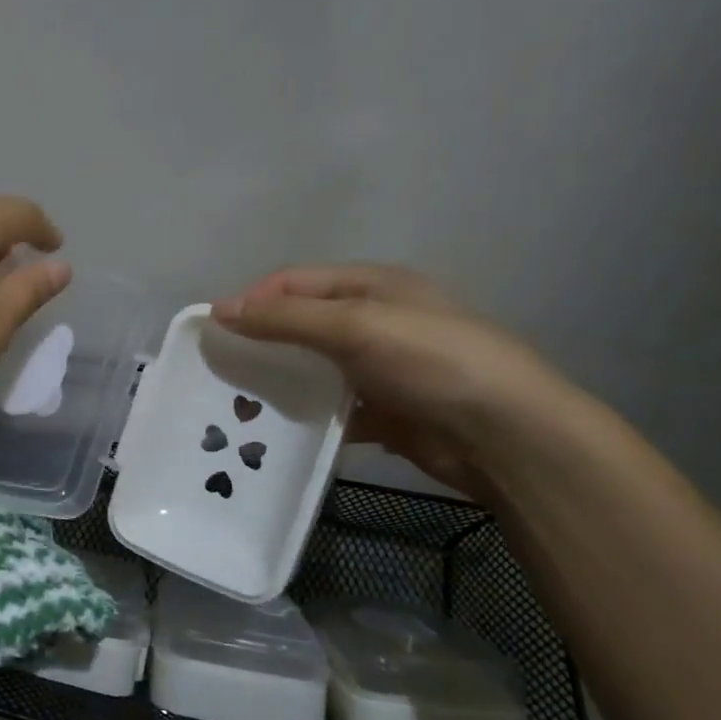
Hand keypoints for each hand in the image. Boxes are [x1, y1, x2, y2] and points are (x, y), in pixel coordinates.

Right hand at [212, 265, 577, 500]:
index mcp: (372, 286)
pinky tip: (277, 432)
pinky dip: (306, 417)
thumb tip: (219, 309)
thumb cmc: (431, 362)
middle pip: (301, 324)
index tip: (214, 330)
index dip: (253, 299)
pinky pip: (331, 409)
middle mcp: (374, 321)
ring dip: (280, 382)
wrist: (506, 437)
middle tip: (221, 368)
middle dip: (261, 342)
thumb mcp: (355, 326)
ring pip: (313, 369)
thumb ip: (286, 318)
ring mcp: (380, 369)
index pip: (295, 282)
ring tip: (237, 403)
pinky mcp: (383, 412)